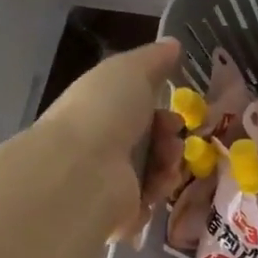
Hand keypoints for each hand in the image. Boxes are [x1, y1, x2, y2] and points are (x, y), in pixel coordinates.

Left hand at [26, 37, 182, 240]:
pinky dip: (159, 192)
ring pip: (156, 172)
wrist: (82, 171)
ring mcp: (107, 181)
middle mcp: (102, 144)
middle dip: (171, 139)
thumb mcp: (130, 70)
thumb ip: (154, 59)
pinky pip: (151, 201)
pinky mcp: (116, 213)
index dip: (164, 109)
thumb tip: (173, 43)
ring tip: (166, 165)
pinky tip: (156, 186)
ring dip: (170, 165)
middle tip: (172, 140)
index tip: (176, 111)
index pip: (140, 111)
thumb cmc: (104, 112)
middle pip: (153, 142)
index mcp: (101, 110)